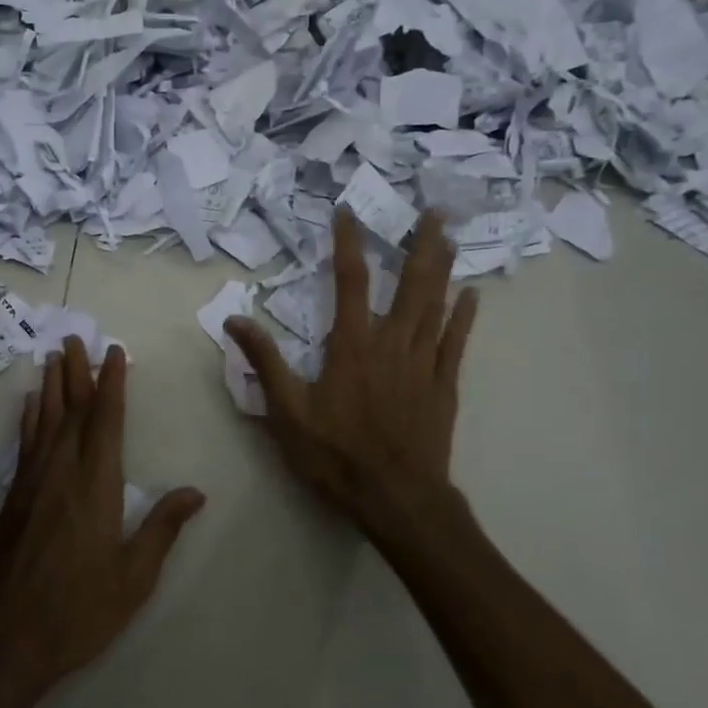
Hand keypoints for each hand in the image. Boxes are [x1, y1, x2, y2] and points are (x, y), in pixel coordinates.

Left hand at [0, 336, 205, 693]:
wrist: (2, 640)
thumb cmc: (77, 611)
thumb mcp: (133, 577)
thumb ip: (162, 529)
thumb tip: (195, 492)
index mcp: (96, 485)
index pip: (106, 421)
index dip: (111, 384)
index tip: (113, 353)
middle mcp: (61, 472)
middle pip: (71, 411)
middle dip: (76, 372)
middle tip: (74, 338)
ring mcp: (31, 484)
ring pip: (44, 422)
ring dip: (51, 387)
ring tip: (53, 357)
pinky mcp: (12, 500)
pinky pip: (25, 444)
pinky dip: (29, 419)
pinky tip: (29, 406)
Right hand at [225, 210, 475, 543]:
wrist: (396, 498)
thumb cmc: (336, 456)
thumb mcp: (287, 413)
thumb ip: (265, 363)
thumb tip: (235, 320)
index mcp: (352, 347)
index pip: (349, 282)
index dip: (348, 244)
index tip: (348, 213)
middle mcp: (392, 344)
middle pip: (410, 284)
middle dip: (419, 244)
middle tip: (433, 210)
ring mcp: (423, 363)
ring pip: (436, 305)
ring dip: (443, 268)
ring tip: (450, 236)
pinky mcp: (443, 385)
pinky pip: (456, 343)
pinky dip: (464, 317)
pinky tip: (472, 295)